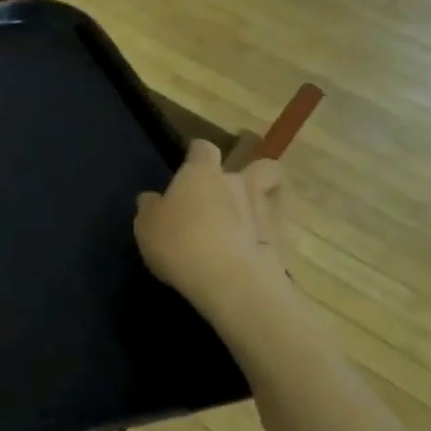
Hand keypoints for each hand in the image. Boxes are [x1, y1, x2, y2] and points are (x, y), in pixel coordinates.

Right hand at [135, 139, 300, 331]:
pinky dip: (268, 239)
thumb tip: (153, 199)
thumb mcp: (146, 225)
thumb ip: (151, 207)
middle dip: (251, 175)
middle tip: (231, 195)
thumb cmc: (179, 243)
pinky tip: (254, 254)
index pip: (203, 149)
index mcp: (202, 174)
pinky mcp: (283, 243)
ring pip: (275, 196)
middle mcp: (239, 184)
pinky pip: (277, 233)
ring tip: (246, 224)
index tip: (189, 166)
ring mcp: (266, 212)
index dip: (197, 155)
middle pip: (259, 166)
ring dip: (263, 205)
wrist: (230, 282)